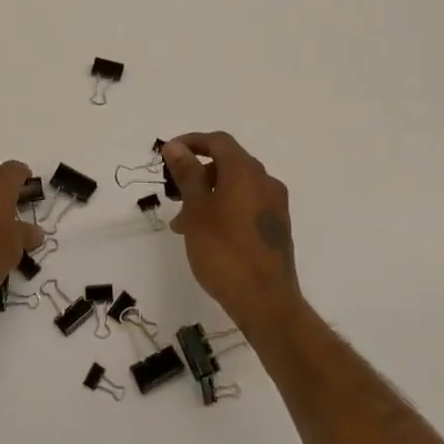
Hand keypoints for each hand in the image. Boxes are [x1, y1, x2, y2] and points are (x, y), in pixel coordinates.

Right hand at [162, 132, 301, 331]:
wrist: (266, 302)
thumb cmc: (224, 251)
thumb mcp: (197, 211)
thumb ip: (188, 174)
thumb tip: (175, 146)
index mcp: (246, 172)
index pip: (218, 141)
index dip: (191, 142)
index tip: (167, 155)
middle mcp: (265, 182)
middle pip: (228, 163)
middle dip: (198, 174)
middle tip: (174, 195)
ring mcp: (275, 205)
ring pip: (236, 187)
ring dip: (208, 195)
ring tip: (184, 224)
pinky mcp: (276, 227)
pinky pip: (246, 205)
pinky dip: (224, 209)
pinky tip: (206, 235)